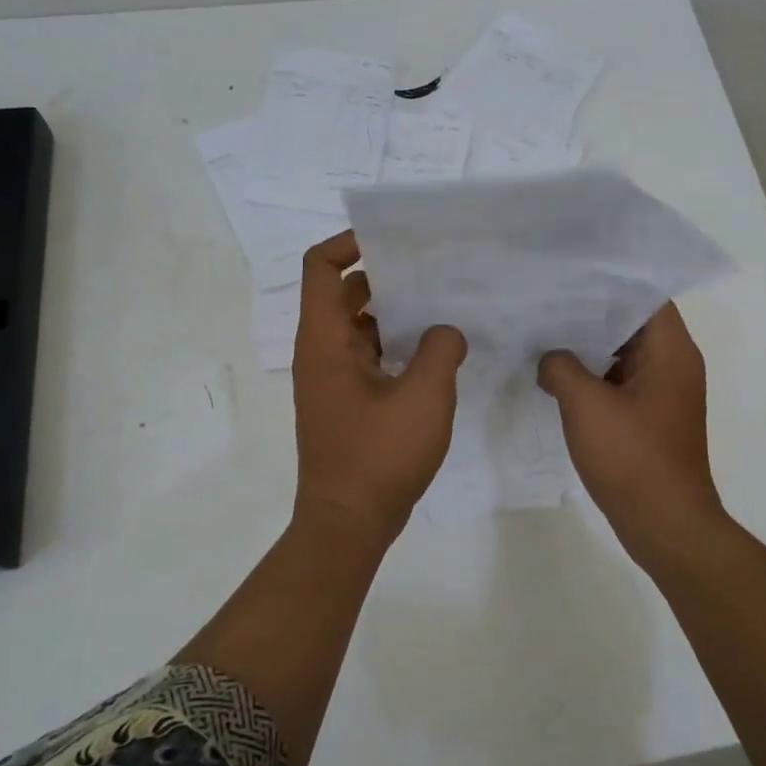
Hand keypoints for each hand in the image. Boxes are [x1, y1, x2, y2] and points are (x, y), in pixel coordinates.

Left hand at [292, 231, 467, 541]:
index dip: (349, 243)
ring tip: (443, 306)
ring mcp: (332, 379)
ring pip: (359, 327)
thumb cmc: (379, 456)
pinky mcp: (347, 402)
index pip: (321, 267)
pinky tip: (436, 353)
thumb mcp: (424, 397)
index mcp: (325, 340)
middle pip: (345, 293)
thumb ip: (440, 350)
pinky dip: (395, 346)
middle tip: (433, 270)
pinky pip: (368, 356)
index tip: (393, 242)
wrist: (348, 523)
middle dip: (386, 276)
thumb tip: (444, 332)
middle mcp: (321, 352)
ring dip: (395, 314)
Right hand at [538, 303, 725, 561]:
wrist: (665, 524)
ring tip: (544, 330)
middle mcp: (673, 364)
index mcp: (671, 351)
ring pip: (623, 353)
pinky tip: (555, 373)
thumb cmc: (632, 458)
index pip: (645, 294)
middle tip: (546, 297)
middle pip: (632, 321)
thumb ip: (562, 368)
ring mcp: (662, 392)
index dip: (610, 278)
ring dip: (588, 345)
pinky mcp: (650, 417)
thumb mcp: (586, 405)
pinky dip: (592, 374)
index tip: (571, 271)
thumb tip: (550, 357)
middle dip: (590, 310)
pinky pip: (620, 381)